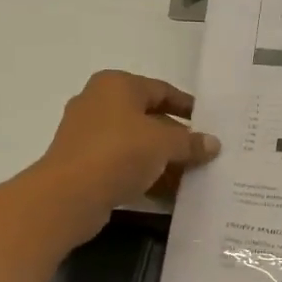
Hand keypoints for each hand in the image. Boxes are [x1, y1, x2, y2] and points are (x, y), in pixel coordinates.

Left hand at [30, 71, 219, 237]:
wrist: (68, 195)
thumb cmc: (119, 153)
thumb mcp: (164, 144)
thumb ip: (191, 142)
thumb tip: (213, 144)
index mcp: (116, 85)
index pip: (161, 90)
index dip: (187, 106)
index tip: (209, 122)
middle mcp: (99, 103)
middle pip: (149, 117)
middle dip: (177, 137)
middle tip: (204, 153)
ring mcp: (88, 134)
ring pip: (136, 143)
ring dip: (163, 159)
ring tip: (191, 176)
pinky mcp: (84, 162)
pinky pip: (123, 163)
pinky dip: (144, 173)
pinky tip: (167, 191)